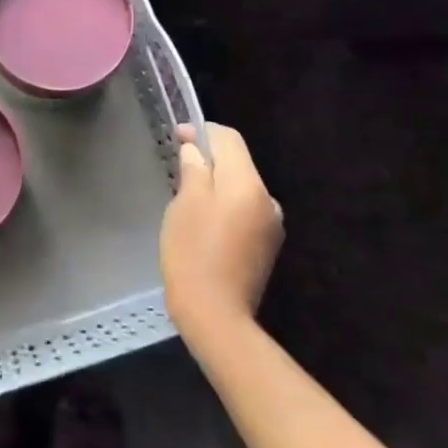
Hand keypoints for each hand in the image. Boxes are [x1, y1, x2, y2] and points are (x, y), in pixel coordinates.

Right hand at [159, 122, 283, 341]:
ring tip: (187, 197)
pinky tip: (203, 222)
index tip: (177, 137)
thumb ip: (194, 169)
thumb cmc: (193, 253)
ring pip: (240, 188)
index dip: (202, 132)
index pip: (229, 139)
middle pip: (237, 163)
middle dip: (209, 159)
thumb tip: (196, 150)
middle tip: (177, 167)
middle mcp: (267, 199)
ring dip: (216, 184)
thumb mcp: (185, 204)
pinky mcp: (266, 246)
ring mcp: (270, 225)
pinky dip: (224, 206)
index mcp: (248, 184)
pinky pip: (244, 210)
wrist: (216, 316)